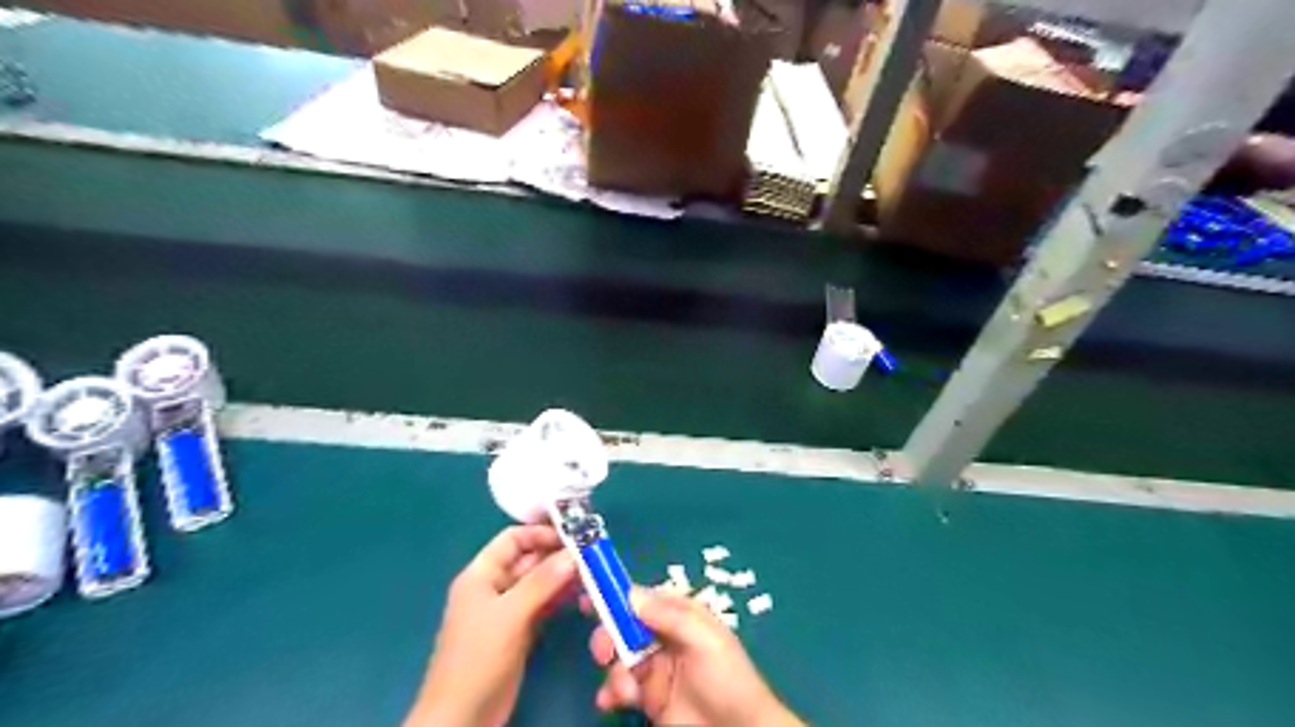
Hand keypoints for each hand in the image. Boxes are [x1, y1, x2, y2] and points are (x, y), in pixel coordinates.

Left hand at [408, 527, 575, 726]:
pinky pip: (542, 606)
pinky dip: (559, 599)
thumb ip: (542, 582)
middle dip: (557, 556)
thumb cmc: (478, 656)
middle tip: (592, 555)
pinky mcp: (518, 633)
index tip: (573, 537)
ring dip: (562, 578)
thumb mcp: (510, 614)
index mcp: (481, 575)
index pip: (513, 539)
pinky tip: (581, 597)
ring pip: (538, 584)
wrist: (462, 717)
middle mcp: (494, 588)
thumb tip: (574, 554)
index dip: (541, 534)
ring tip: (593, 574)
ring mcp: (507, 612)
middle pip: (528, 560)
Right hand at [592, 589, 805, 722]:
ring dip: (614, 671)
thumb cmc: (727, 678)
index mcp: (681, 616)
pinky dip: (611, 692)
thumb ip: (670, 616)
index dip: (618, 595)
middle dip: (609, 635)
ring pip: (620, 657)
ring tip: (625, 691)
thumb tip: (631, 594)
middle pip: (626, 627)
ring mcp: (656, 669)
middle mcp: (665, 638)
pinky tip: (613, 702)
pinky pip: (620, 687)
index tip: (590, 594)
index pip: (645, 598)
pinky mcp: (648, 698)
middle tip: (603, 651)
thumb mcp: (704, 640)